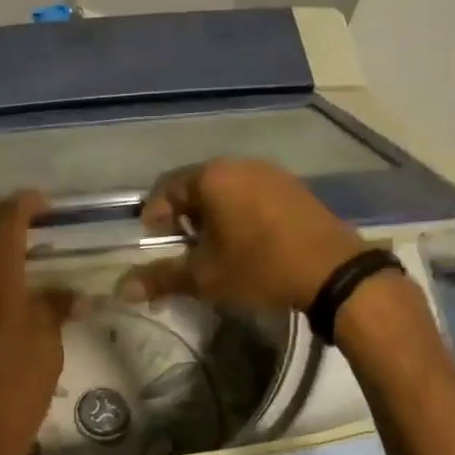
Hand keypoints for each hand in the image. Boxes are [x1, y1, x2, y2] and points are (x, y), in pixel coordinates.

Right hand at [117, 159, 366, 312]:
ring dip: (213, 213)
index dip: (155, 214)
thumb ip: (161, 278)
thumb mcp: (205, 277)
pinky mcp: (294, 187)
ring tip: (214, 245)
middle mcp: (240, 165)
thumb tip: (121, 289)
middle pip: (198, 184)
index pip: (167, 187)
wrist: (332, 271)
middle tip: (183, 244)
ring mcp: (271, 173)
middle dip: (184, 214)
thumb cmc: (259, 267)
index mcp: (212, 177)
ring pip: (227, 188)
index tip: (154, 239)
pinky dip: (240, 211)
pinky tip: (247, 240)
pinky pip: (253, 193)